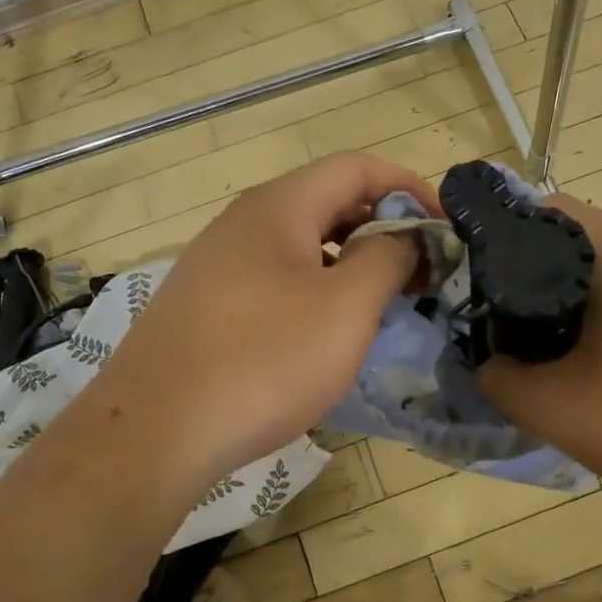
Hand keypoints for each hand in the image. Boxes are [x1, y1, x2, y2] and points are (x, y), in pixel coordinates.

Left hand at [79, 153, 436, 494]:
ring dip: (349, 263)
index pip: (357, 168)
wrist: (155, 432)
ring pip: (300, 246)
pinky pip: (274, 280)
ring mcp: (216, 264)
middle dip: (383, 229)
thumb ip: (387, 258)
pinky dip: (314, 291)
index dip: (410, 188)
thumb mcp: (346, 308)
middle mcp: (242, 223)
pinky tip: (324, 333)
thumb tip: (402, 237)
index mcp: (279, 207)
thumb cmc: (265, 361)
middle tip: (420, 272)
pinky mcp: (204, 306)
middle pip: (327, 203)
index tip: (446, 230)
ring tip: (381, 304)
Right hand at [479, 195, 601, 521]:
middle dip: (534, 277)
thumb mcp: (559, 411)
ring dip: (578, 296)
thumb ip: (500, 379)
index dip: (496, 246)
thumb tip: (489, 362)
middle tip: (514, 331)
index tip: (478, 295)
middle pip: (576, 236)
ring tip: (562, 352)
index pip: (538, 211)